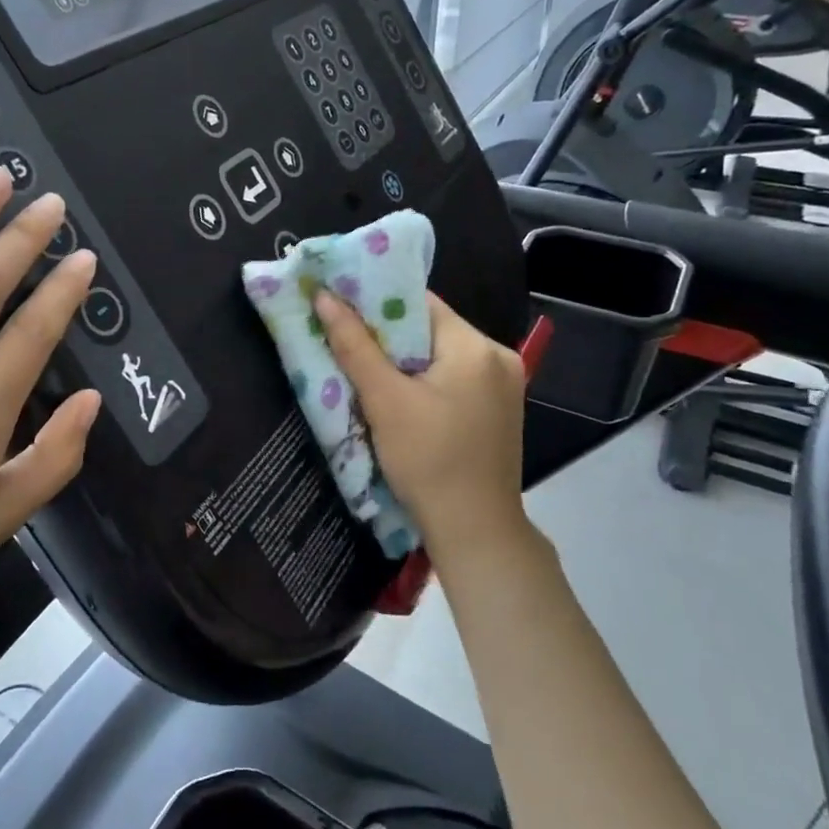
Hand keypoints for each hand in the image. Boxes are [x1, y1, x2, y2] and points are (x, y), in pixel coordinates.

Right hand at [315, 289, 527, 557]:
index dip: (376, 302)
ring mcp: (504, 385)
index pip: (419, 302)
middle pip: (430, 328)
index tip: (340, 306)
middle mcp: (498, 356)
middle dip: (386, 335)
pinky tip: (398, 396)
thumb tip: (324, 297)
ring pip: (439, 355)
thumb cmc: (428, 462)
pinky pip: (453, 378)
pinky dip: (423, 380)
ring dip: (403, 360)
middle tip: (344, 339)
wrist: (474, 532)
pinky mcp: (498, 410)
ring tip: (364, 368)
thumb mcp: (384, 400)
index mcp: (476, 346)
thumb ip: (354, 345)